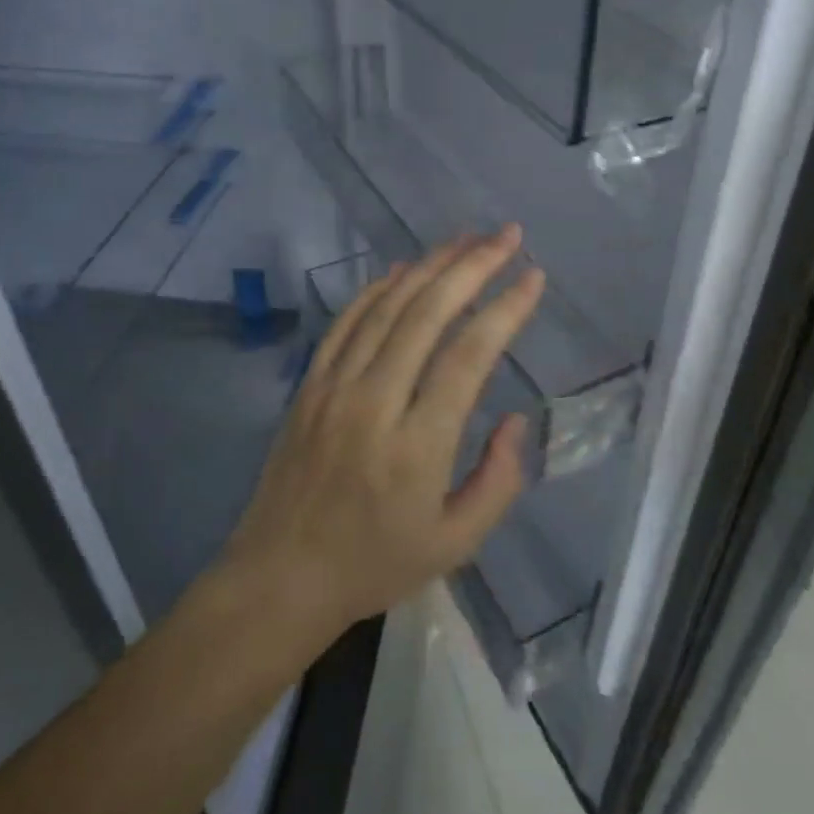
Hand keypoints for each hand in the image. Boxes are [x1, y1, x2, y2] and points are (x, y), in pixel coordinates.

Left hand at [220, 228, 543, 656]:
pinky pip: (345, 321)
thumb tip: (516, 419)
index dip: (505, 309)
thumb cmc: (374, 565)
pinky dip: (377, 288)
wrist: (280, 577)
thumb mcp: (455, 544)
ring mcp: (334, 387)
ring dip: (429, 266)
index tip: (534, 276)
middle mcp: (375, 402)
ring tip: (466, 239)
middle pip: (428, 314)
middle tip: (507, 236)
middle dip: (473, 266)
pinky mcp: (308, 384)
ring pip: (387, 307)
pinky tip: (403, 268)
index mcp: (417, 446)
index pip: (469, 356)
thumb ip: (498, 481)